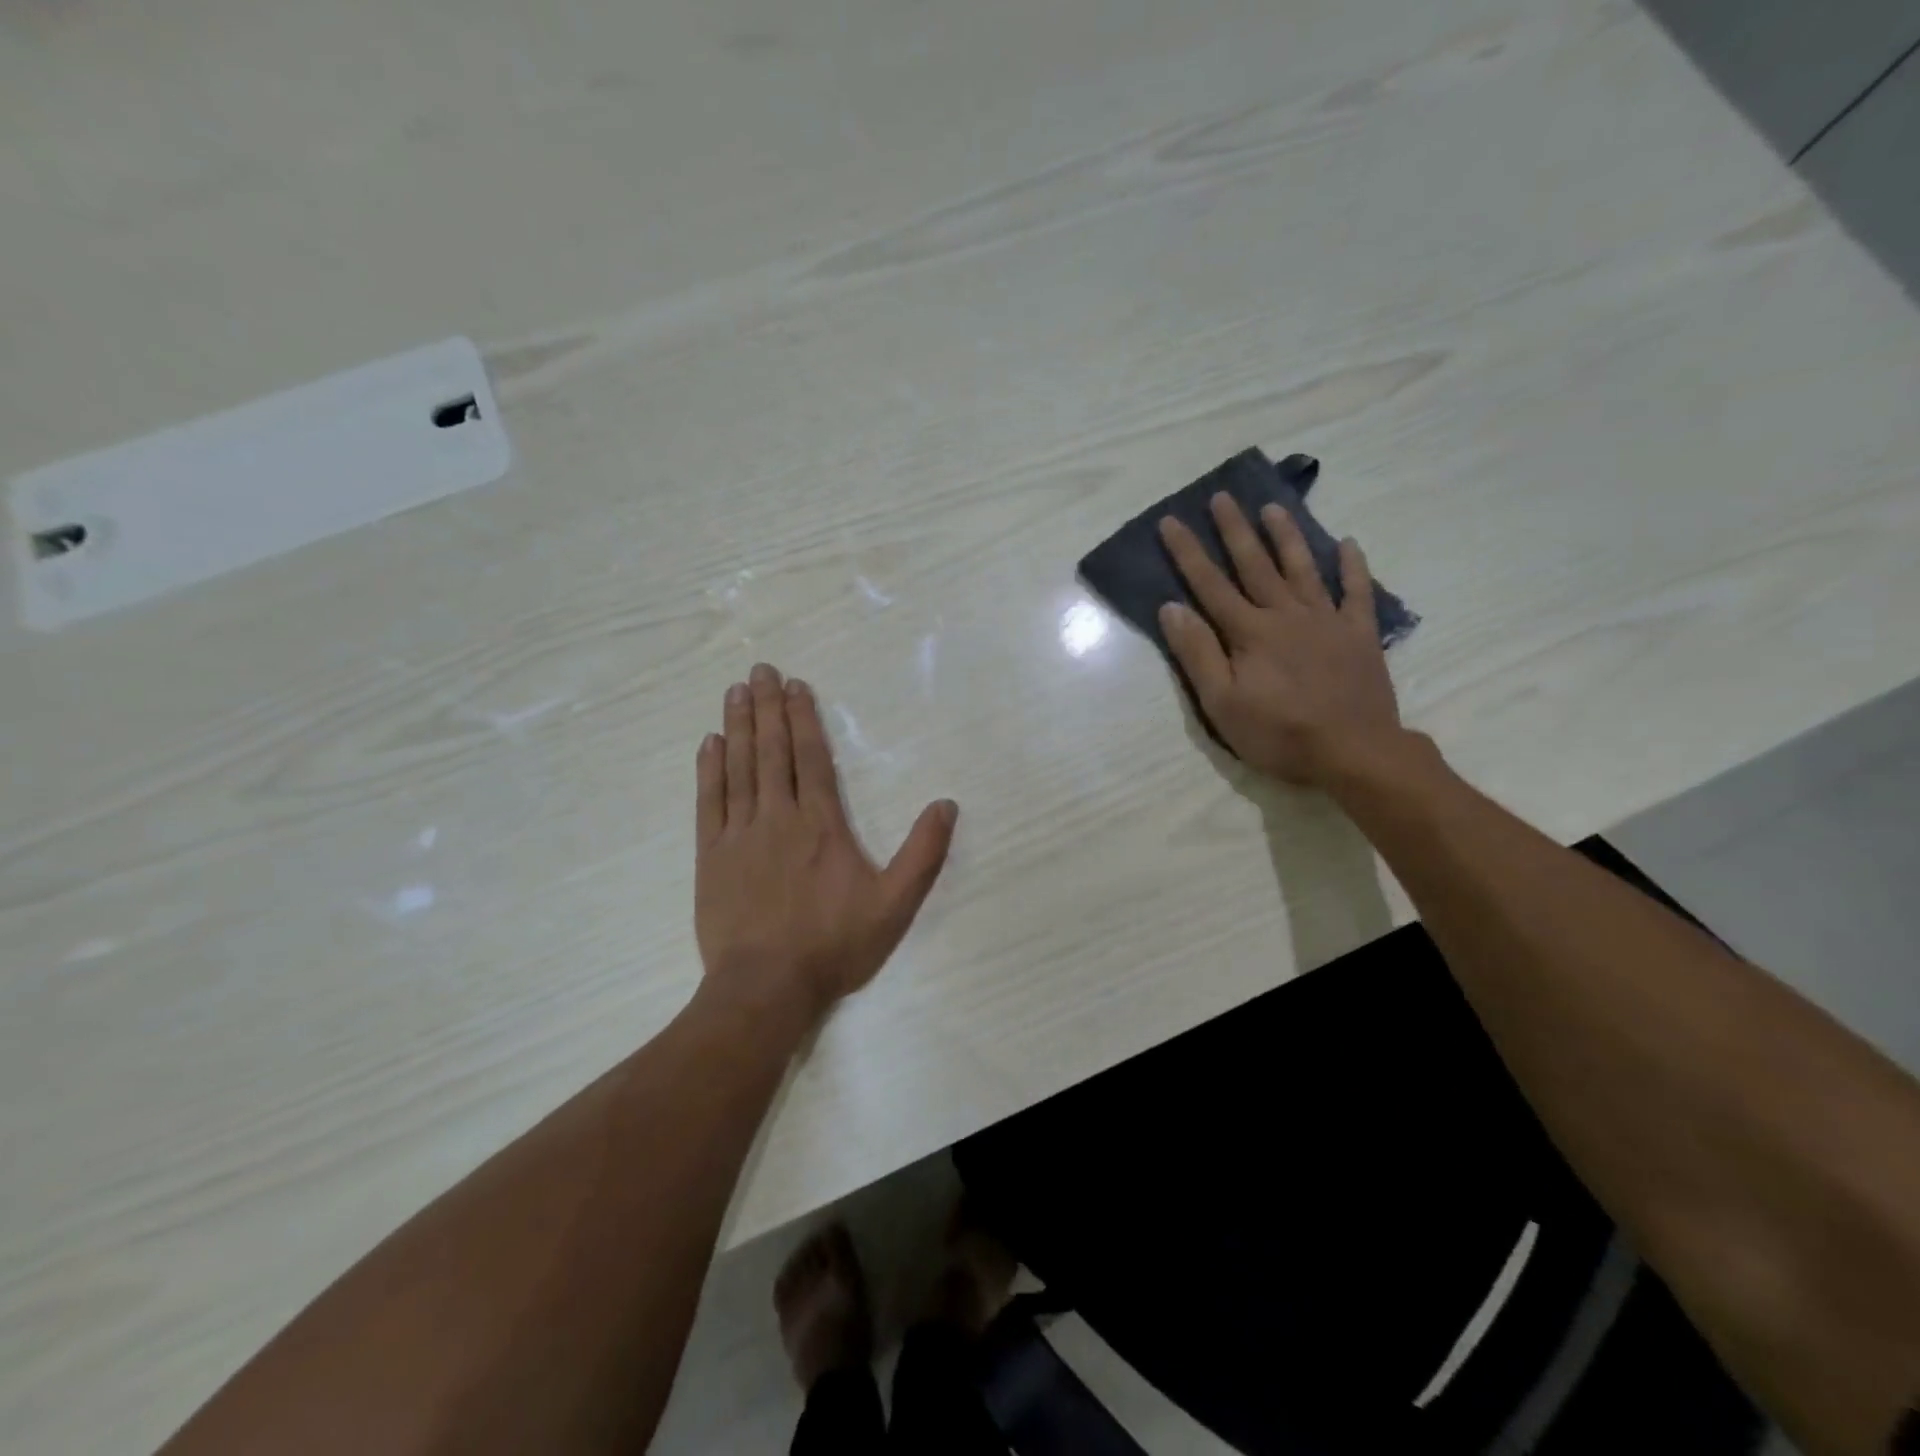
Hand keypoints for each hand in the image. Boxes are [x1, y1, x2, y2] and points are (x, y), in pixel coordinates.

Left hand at [695, 663, 957, 1021]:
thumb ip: (922, 853)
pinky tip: (710, 743)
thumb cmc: (834, 944)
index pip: (811, 757)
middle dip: (768, 707)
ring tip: (735, 691)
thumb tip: (946, 805)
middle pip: (773, 751)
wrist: (766, 986)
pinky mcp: (711, 856)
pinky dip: (709, 769)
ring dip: (739, 726)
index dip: (803, 718)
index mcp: (821, 824)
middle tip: (759, 669)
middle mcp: (778, 817)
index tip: (794, 685)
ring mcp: (740, 834)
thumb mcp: (894, 904)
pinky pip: (709, 802)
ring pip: (739, 768)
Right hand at [1157, 494, 1405, 787]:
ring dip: (1285, 536)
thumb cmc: (1278, 733)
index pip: (1210, 584)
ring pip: (1302, 568)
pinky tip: (1347, 543)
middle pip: (1255, 565)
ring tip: (1273, 507)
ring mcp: (1326, 620)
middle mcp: (1285, 614)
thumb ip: (1197, 653)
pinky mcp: (1358, 634)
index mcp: (1249, 632)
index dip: (1187, 552)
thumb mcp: (1221, 703)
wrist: (1353, 751)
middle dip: (1234, 530)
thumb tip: (1171, 608)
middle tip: (1222, 496)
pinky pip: (1356, 591)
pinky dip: (1352, 566)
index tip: (1171, 520)